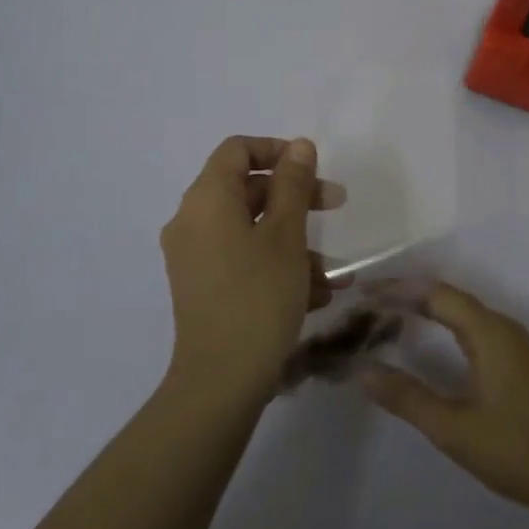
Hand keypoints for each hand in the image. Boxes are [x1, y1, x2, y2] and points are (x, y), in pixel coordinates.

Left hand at [159, 136, 345, 404]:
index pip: (237, 150)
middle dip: (295, 197)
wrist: (220, 383)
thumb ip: (293, 184)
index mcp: (206, 199)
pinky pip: (241, 259)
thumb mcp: (285, 235)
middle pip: (246, 189)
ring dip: (293, 239)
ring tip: (333, 271)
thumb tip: (298, 146)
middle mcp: (192, 221)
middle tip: (336, 206)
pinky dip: (275, 264)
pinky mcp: (202, 287)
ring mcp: (194, 257)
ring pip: (249, 229)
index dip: (276, 150)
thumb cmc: (258, 296)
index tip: (312, 169)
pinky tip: (315, 294)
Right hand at [361, 282, 528, 522]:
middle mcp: (502, 327)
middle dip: (407, 295)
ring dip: (425, 308)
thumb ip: (407, 398)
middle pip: (448, 296)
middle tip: (368, 303)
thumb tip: (362, 371)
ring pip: (462, 310)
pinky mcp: (516, 360)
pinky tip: (426, 339)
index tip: (363, 293)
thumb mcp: (453, 429)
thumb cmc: (515, 452)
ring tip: (388, 315)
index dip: (397, 289)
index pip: (436, 294)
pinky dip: (443, 323)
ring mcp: (513, 343)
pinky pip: (472, 325)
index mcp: (489, 332)